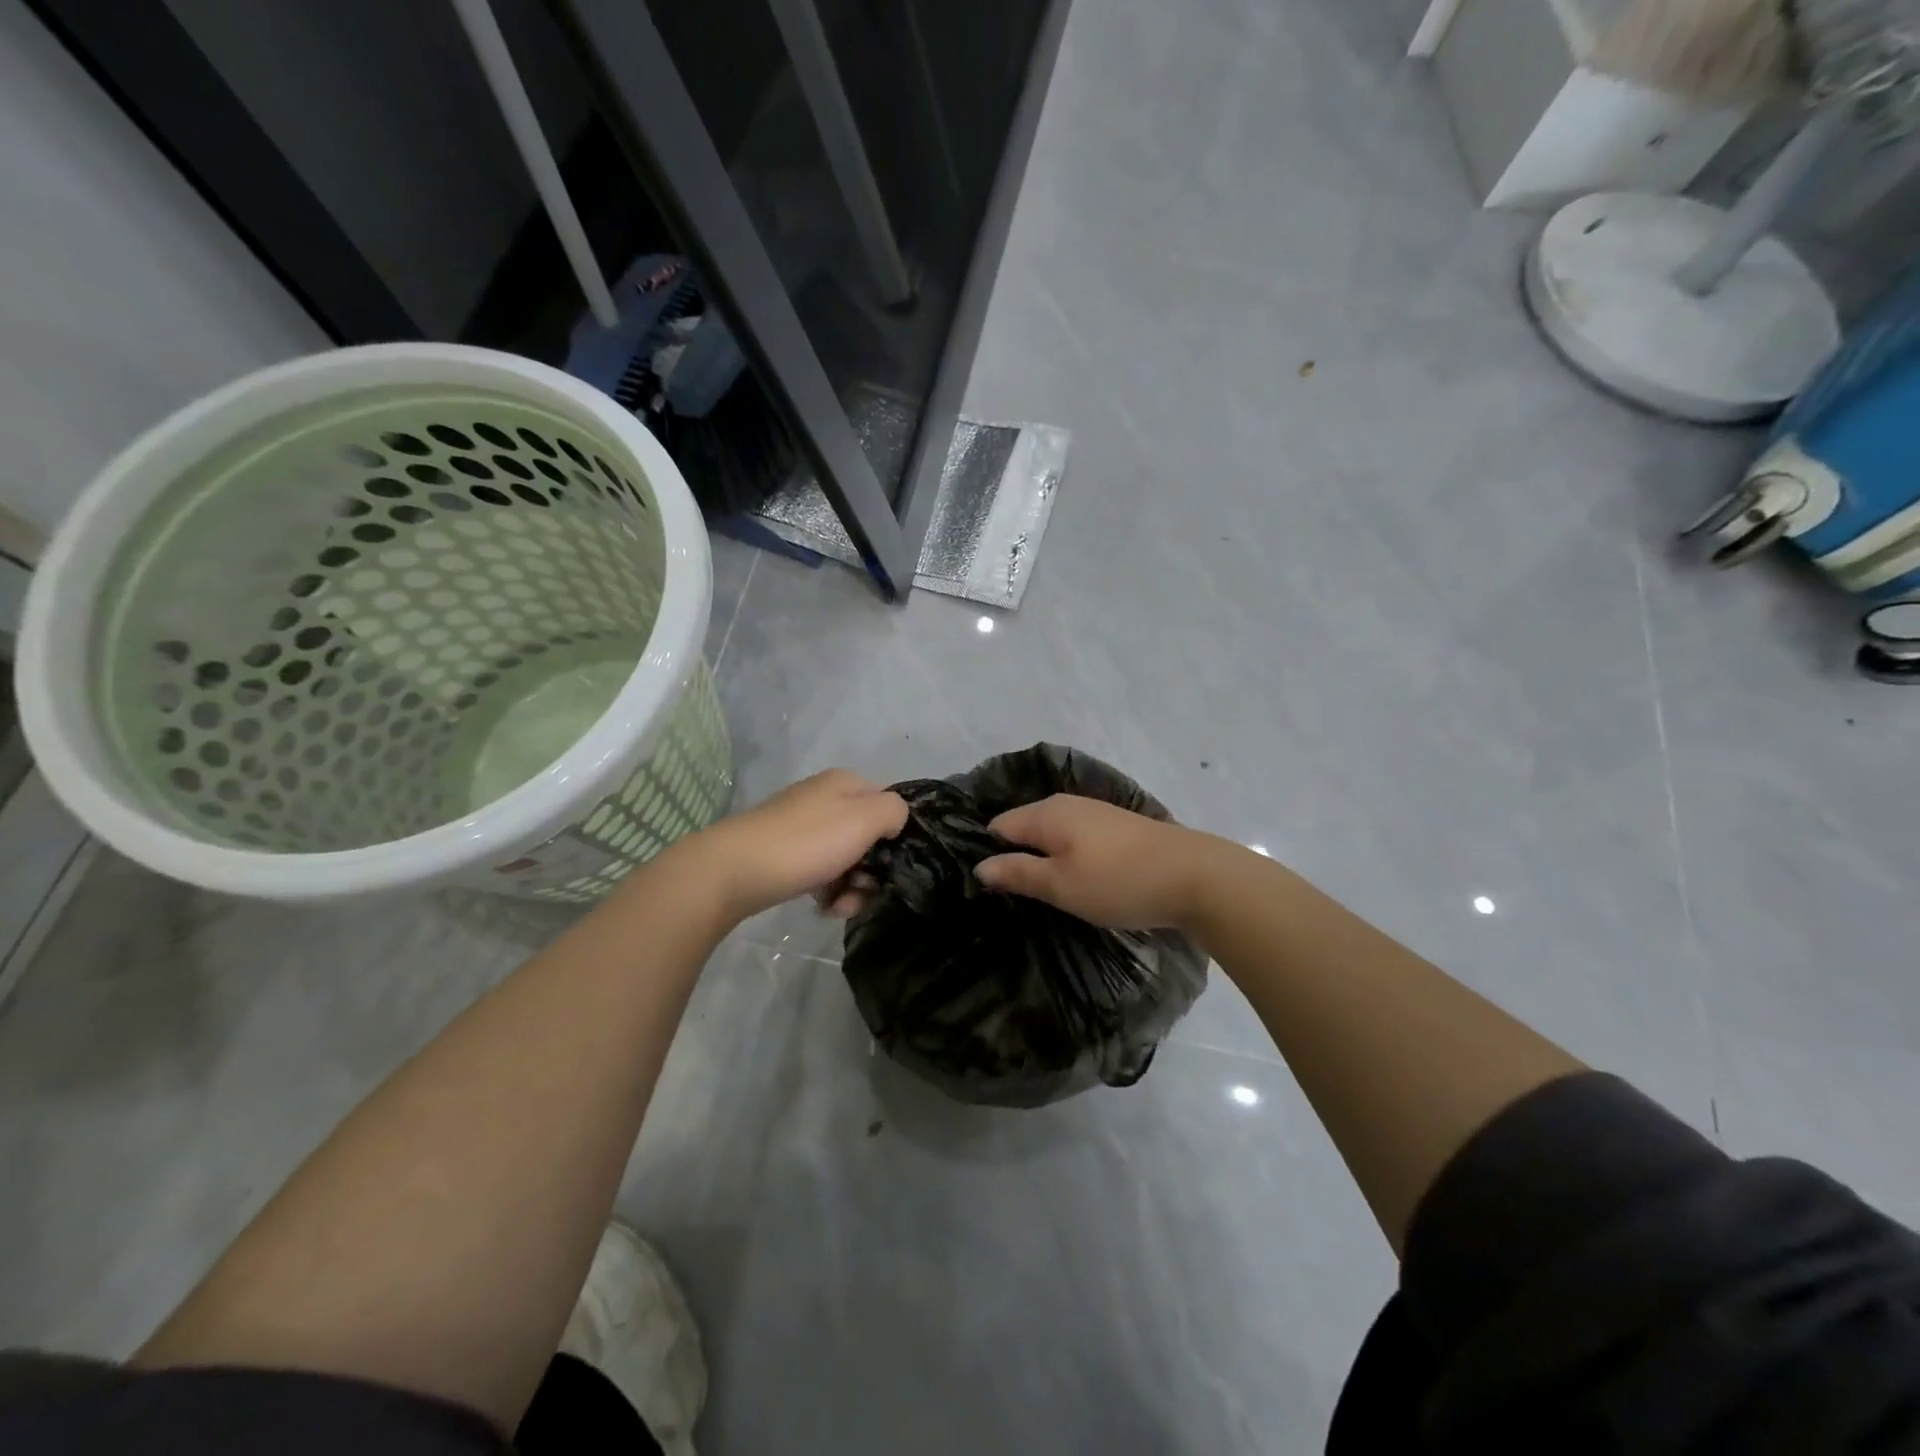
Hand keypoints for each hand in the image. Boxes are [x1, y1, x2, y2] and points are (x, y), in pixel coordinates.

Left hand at [688, 770, 907, 920]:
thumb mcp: (864, 818)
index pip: (888, 803)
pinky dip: (828, 891)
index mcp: (845, 783)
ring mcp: (802, 827)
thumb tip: (894, 822)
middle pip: (868, 837)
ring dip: (852, 887)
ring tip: (840, 906)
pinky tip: (823, 908)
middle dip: (873, 869)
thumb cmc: (807, 842)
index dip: (897, 834)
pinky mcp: (785, 854)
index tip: (894, 863)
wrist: (735, 870)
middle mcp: (824, 799)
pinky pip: (821, 872)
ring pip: (846, 859)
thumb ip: (894, 811)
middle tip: (864, 890)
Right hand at [974, 794, 1212, 930]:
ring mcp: (1095, 812)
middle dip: (1016, 856)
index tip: (988, 889)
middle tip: (1014, 896)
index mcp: (1046, 813)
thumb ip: (1017, 873)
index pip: (998, 826)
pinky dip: (1070, 856)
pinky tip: (1079, 880)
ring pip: (1053, 833)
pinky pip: (1077, 838)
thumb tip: (979, 866)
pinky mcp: (1118, 826)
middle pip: (1025, 826)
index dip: (989, 854)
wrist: (1195, 876)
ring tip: (1045, 893)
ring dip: (1045, 858)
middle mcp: (1067, 803)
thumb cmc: (1118, 882)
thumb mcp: (1060, 885)